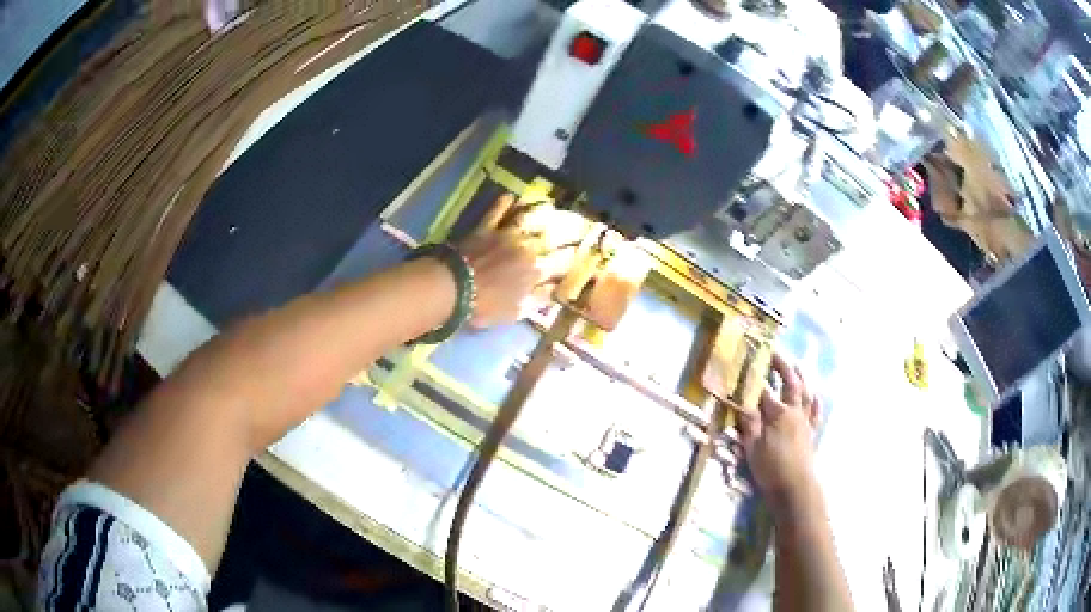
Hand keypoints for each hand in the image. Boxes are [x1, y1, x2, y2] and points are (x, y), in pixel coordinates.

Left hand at [457, 195, 588, 326]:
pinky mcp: (485, 228)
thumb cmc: (485, 305)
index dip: (576, 256)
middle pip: (554, 234)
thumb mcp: (516, 312)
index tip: (587, 252)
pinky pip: (496, 211)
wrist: (453, 288)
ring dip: (542, 211)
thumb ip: (538, 300)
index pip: (563, 261)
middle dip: (572, 229)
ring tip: (553, 206)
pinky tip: (510, 195)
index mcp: (536, 270)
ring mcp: (505, 234)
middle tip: (582, 223)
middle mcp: (527, 247)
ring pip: (529, 217)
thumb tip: (556, 292)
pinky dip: (503, 203)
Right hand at [736, 353, 820, 508]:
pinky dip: (816, 402)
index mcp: (777, 414)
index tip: (748, 360)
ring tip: (796, 364)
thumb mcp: (753, 447)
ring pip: (805, 393)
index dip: (755, 374)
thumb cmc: (771, 469)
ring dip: (801, 377)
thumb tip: (742, 401)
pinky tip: (816, 395)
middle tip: (774, 352)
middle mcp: (794, 412)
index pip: (764, 389)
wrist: (795, 488)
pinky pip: (815, 413)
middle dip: (781, 366)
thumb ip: (750, 422)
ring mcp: (805, 421)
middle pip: (789, 383)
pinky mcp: (810, 433)